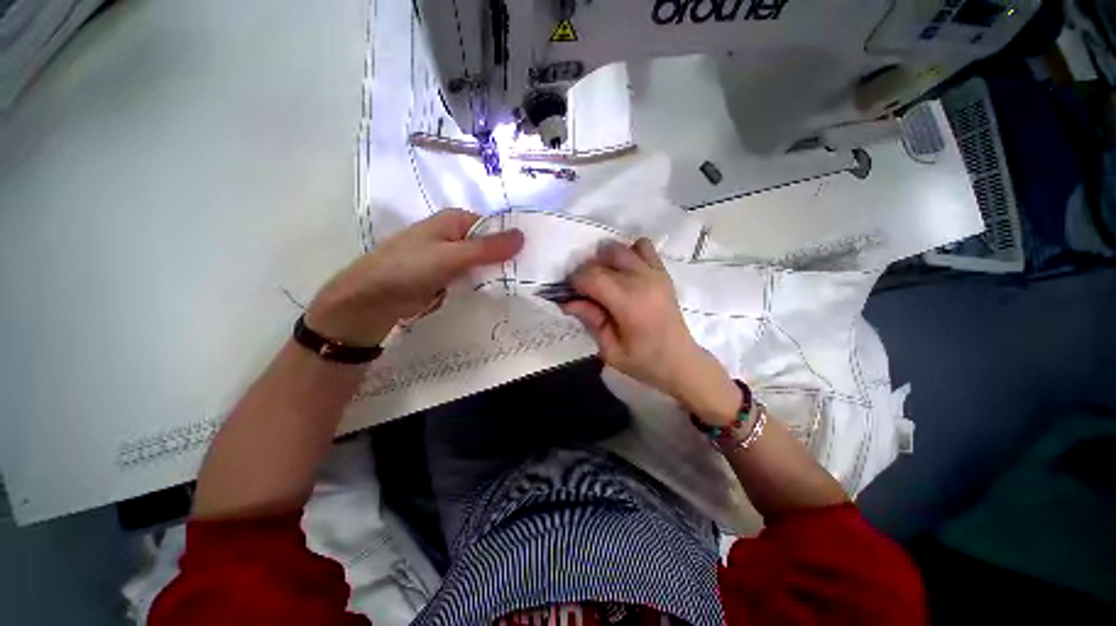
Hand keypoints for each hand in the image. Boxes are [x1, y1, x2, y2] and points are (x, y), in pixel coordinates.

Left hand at [306, 209, 522, 345]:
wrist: (371, 301)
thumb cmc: (407, 269)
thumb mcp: (450, 256)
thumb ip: (487, 248)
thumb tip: (523, 235)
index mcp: (455, 221)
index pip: (494, 226)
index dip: (513, 239)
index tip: (535, 257)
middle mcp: (455, 236)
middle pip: (490, 245)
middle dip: (508, 258)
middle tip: (533, 276)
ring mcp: (452, 259)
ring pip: (483, 264)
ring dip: (498, 273)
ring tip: (524, 286)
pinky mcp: (448, 278)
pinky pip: (474, 278)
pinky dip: (485, 284)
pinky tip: (501, 293)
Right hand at [561, 239, 738, 424]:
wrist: (680, 361)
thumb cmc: (644, 362)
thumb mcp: (610, 350)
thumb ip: (590, 321)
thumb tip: (567, 302)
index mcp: (629, 304)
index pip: (592, 277)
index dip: (574, 282)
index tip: (569, 294)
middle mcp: (642, 281)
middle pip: (603, 260)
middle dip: (586, 271)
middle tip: (584, 290)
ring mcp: (655, 273)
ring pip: (620, 249)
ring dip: (605, 259)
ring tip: (603, 278)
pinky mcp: (663, 272)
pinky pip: (643, 246)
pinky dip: (628, 252)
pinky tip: (624, 270)